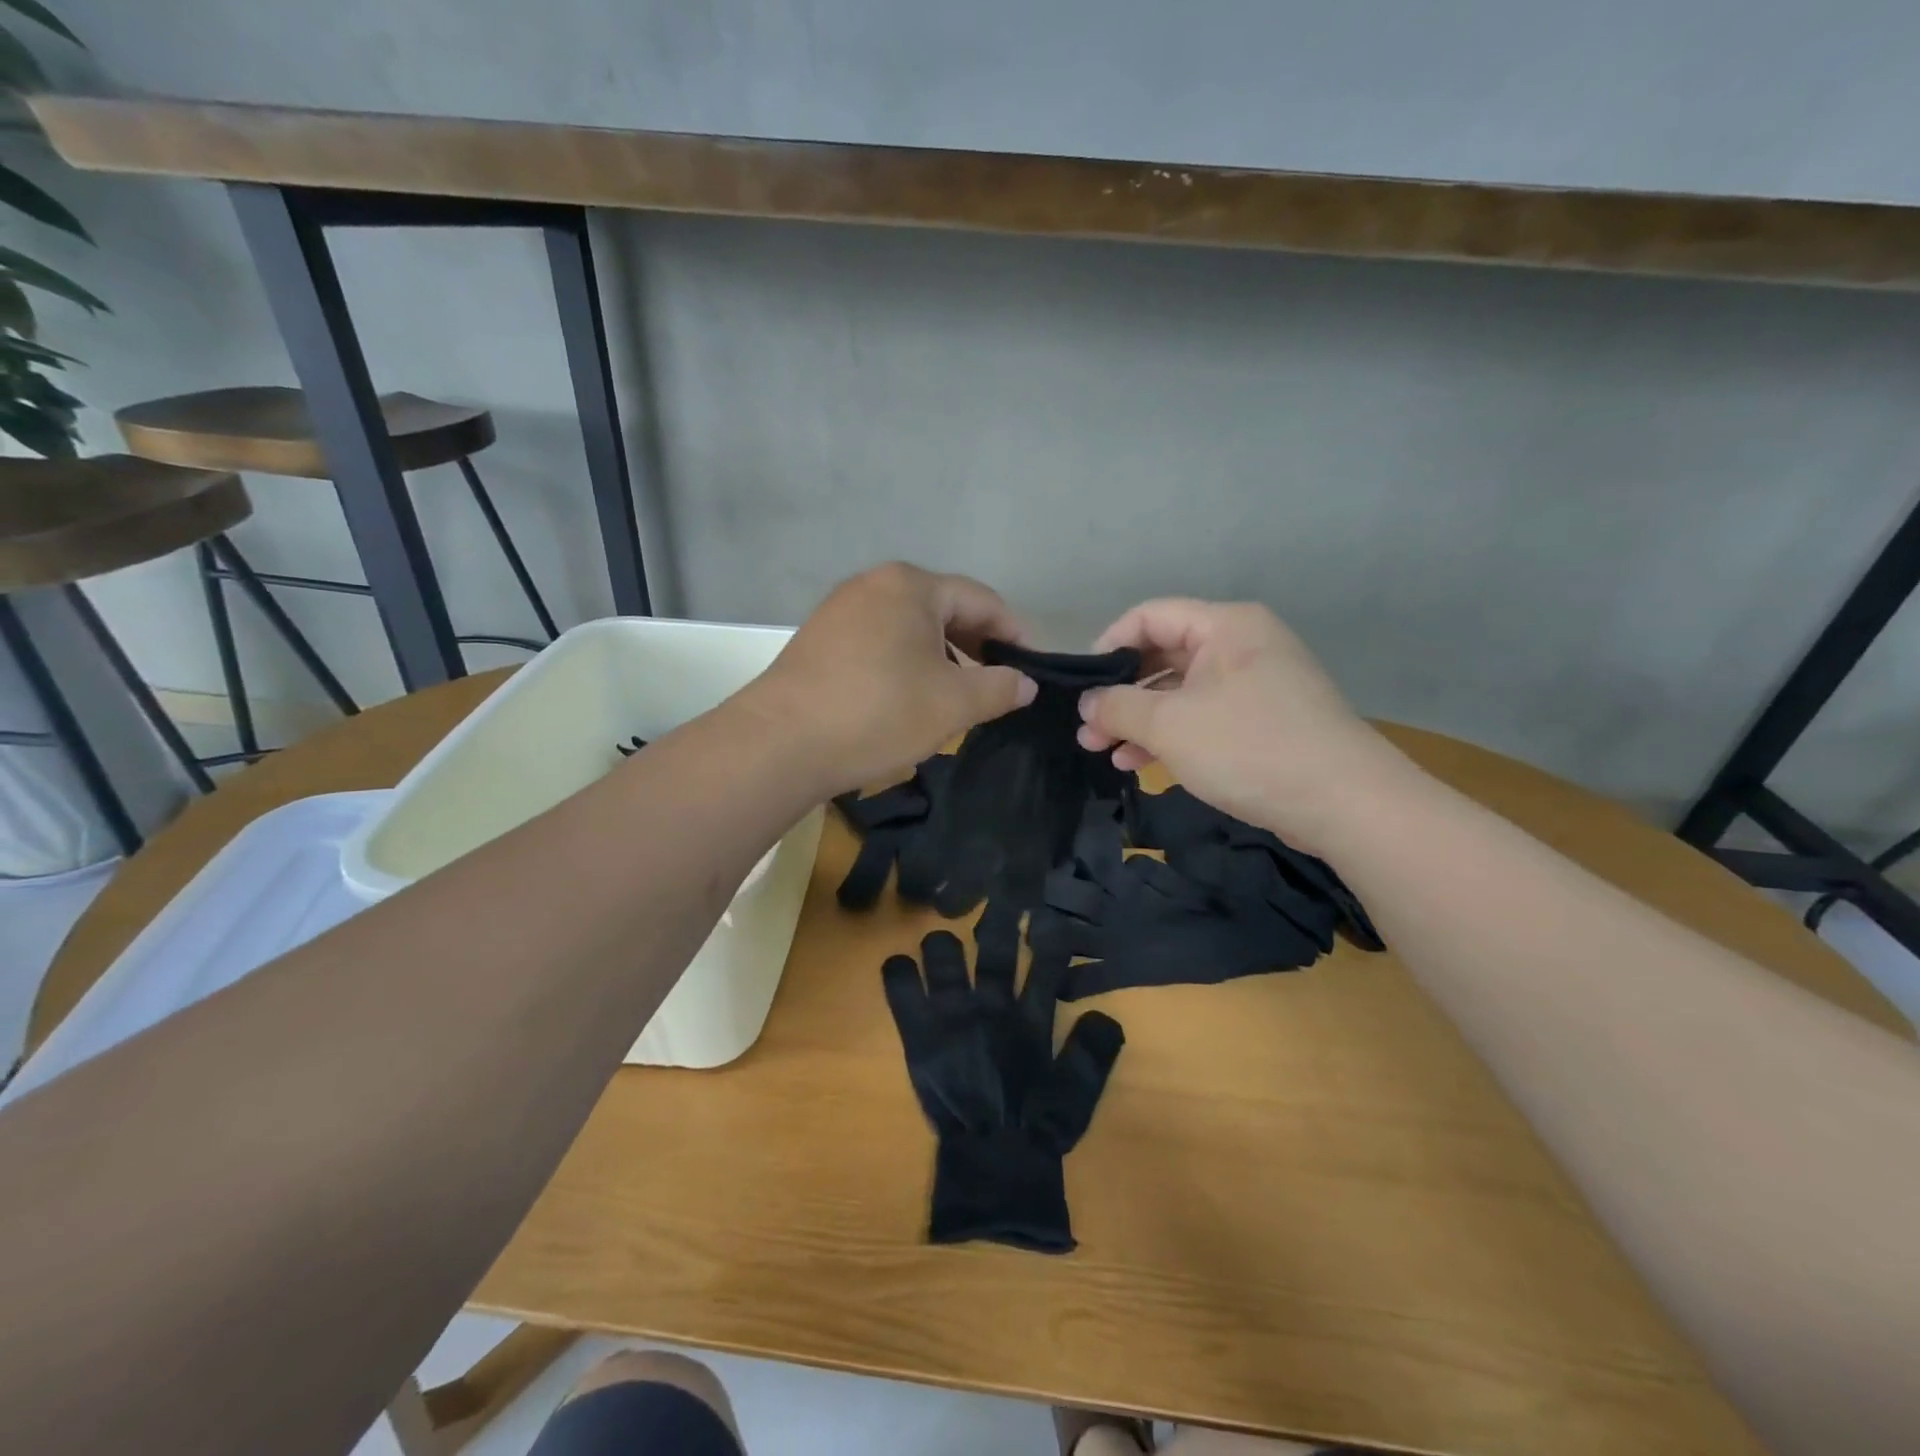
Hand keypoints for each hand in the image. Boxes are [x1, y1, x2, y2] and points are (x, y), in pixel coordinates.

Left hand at [745, 563, 1037, 796]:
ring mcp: (840, 610)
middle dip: (977, 645)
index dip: (1015, 633)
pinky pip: (880, 642)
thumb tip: (1026, 683)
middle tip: (999, 682)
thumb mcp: (954, 703)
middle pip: (943, 609)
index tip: (1034, 666)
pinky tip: (910, 697)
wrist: (781, 744)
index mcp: (911, 586)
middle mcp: (873, 584)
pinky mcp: (819, 640)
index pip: (981, 600)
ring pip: (909, 628)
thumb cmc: (879, 713)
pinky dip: (906, 663)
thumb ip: (1000, 688)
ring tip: (957, 694)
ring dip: (942, 657)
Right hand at [1077, 599, 1406, 851]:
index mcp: (1225, 625)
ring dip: (1139, 721)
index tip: (1081, 685)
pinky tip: (1139, 763)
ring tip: (1104, 753)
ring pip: (1180, 692)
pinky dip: (1169, 736)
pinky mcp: (1263, 721)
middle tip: (1087, 731)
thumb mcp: (1170, 724)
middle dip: (1120, 695)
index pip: (1149, 616)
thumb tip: (1087, 703)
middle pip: (1163, 656)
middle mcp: (1242, 645)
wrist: (1344, 803)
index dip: (1108, 645)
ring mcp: (1255, 684)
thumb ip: (1117, 707)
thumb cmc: (1249, 747)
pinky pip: (1203, 717)